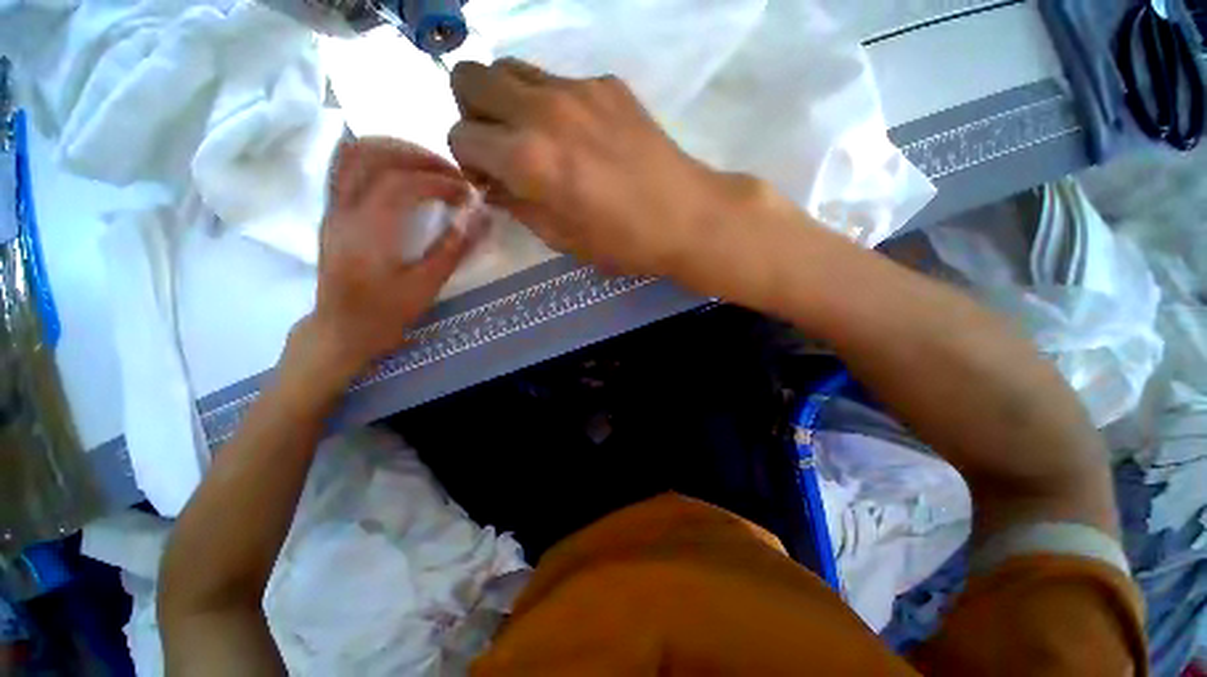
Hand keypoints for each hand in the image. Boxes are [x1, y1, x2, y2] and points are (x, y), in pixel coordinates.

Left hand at [304, 138, 480, 382]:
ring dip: (396, 150)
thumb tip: (482, 217)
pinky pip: (346, 167)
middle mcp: (345, 211)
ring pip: (355, 154)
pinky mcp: (332, 211)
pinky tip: (400, 168)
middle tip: (452, 173)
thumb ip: (454, 248)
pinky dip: (376, 156)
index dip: (440, 180)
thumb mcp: (427, 286)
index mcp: (369, 232)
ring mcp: (333, 208)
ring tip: (429, 166)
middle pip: (375, 156)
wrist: (342, 328)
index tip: (467, 192)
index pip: (403, 183)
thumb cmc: (387, 312)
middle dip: (420, 157)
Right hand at [448, 59, 751, 278]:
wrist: (685, 216)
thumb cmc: (623, 241)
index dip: (469, 161)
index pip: (461, 135)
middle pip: (470, 78)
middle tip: (501, 148)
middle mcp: (543, 110)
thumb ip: (518, 206)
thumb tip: (495, 184)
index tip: (492, 180)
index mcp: (529, 158)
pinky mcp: (606, 83)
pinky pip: (555, 79)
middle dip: (473, 114)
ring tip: (534, 138)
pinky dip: (549, 103)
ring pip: (509, 67)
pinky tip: (577, 135)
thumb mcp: (561, 239)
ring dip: (506, 100)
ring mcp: (577, 88)